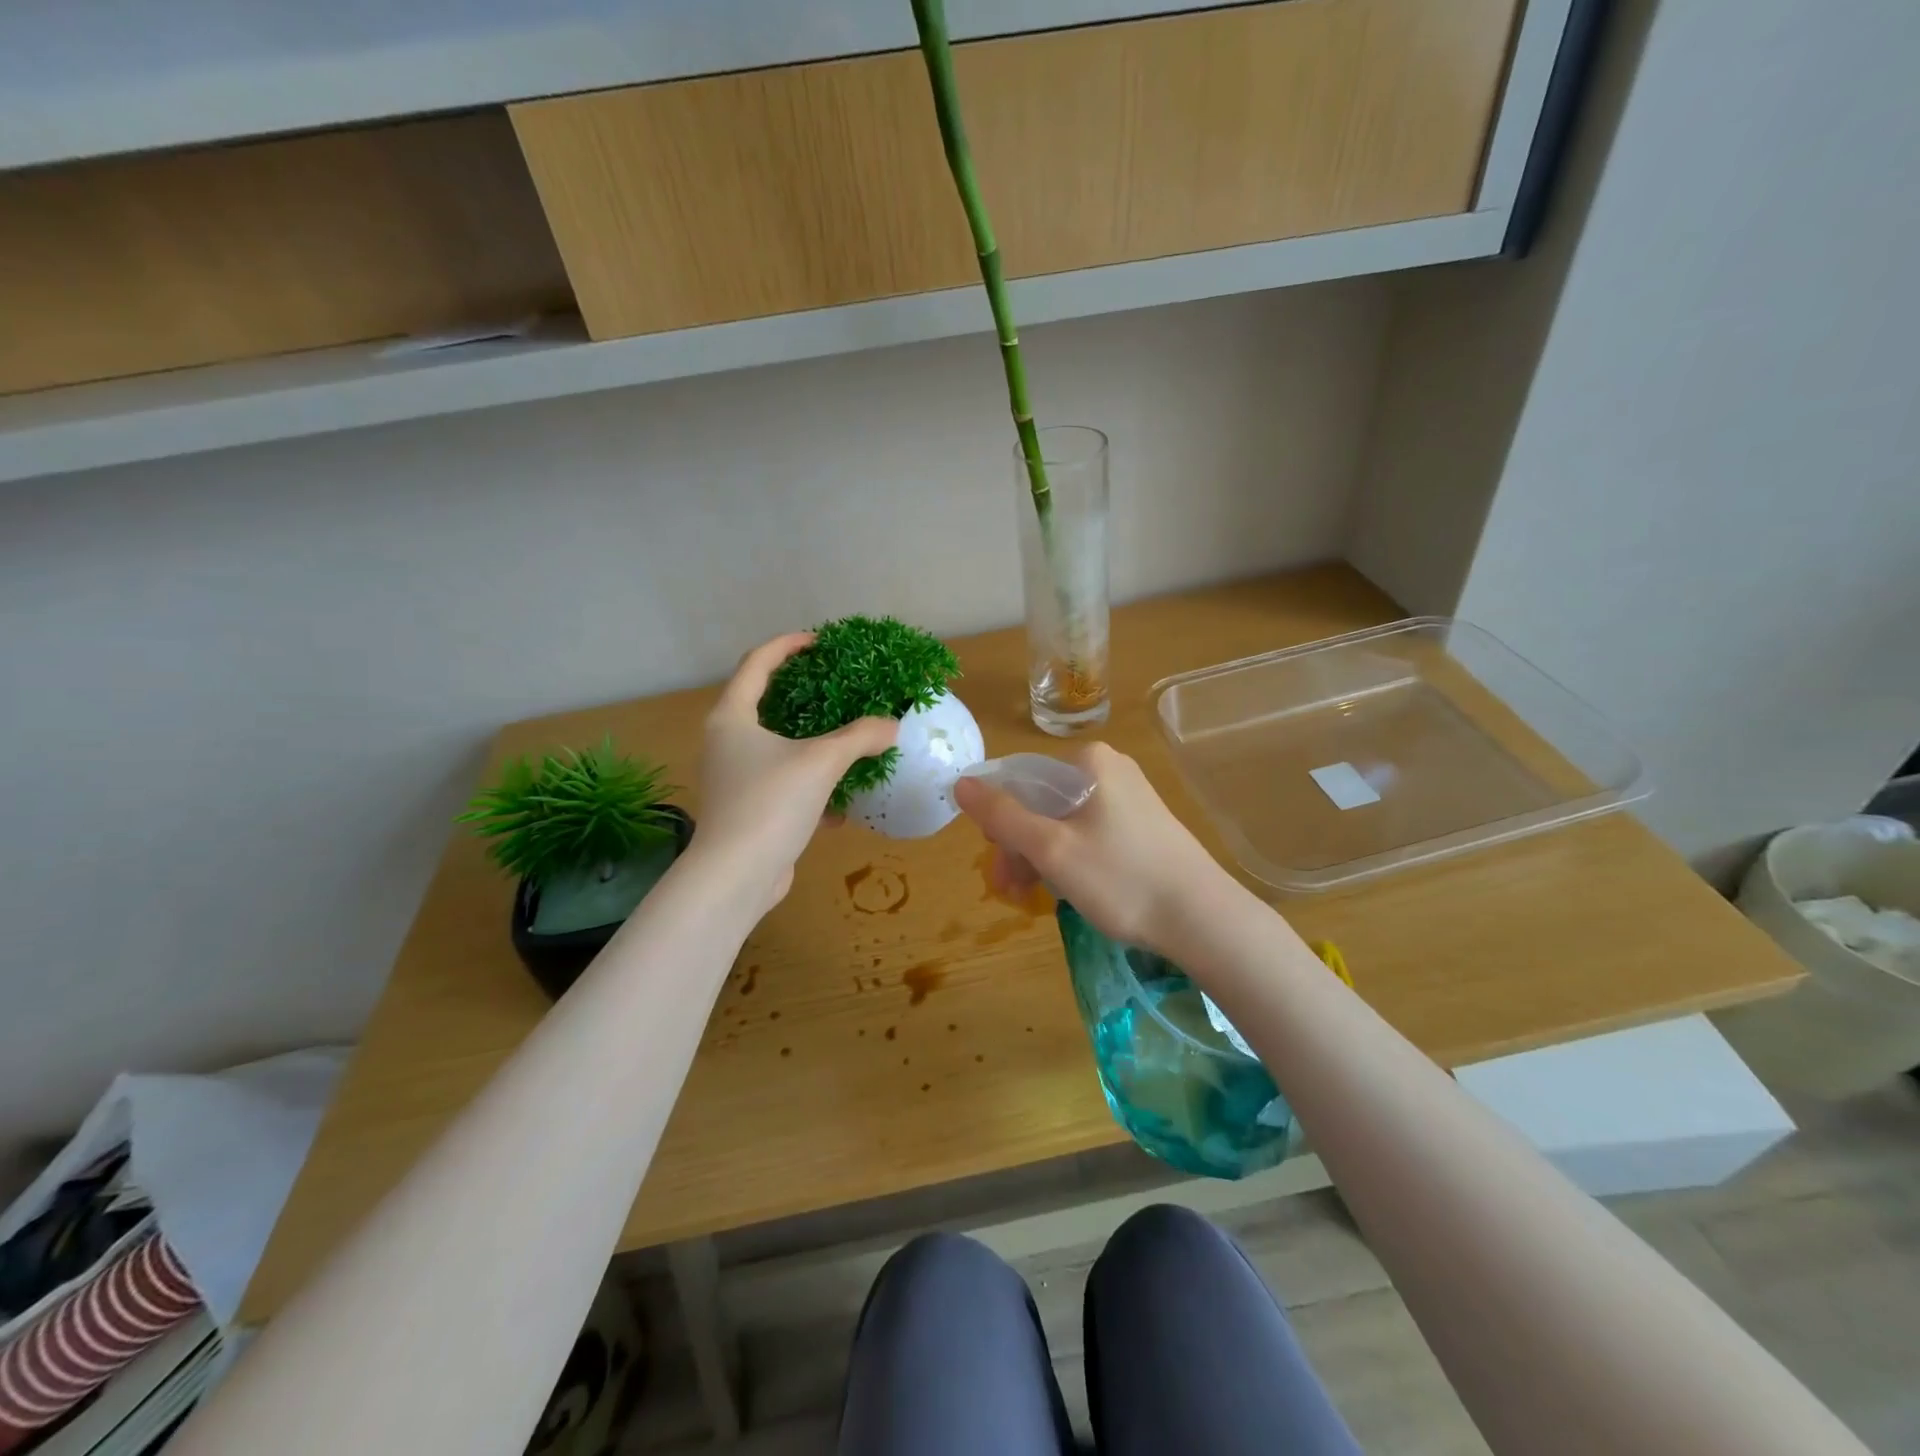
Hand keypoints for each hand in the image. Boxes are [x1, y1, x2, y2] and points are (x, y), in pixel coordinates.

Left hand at [693, 633, 897, 912]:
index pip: (757, 663)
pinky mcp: (747, 809)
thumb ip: (859, 737)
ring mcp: (734, 778)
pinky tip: (840, 804)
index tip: (820, 642)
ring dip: (813, 745)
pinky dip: (811, 786)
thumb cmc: (771, 803)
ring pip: (779, 749)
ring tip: (847, 741)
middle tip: (838, 687)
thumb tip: (892, 725)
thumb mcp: (822, 762)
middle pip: (766, 704)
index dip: (788, 646)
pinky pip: (784, 784)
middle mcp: (727, 742)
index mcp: (732, 717)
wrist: (736, 877)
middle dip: (805, 696)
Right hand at [952, 742, 1236, 957]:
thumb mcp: (1051, 849)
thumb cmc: (1121, 879)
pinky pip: (1089, 831)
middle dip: (1020, 845)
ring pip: (1064, 820)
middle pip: (1042, 801)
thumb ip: (1002, 816)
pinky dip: (1070, 856)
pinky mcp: (1143, 823)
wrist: (1204, 919)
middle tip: (1013, 891)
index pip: (1020, 781)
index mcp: (1089, 761)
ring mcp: (1130, 795)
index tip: (998, 866)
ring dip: (1041, 856)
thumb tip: (961, 782)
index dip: (999, 823)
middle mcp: (1110, 767)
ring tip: (1033, 898)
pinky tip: (1067, 888)